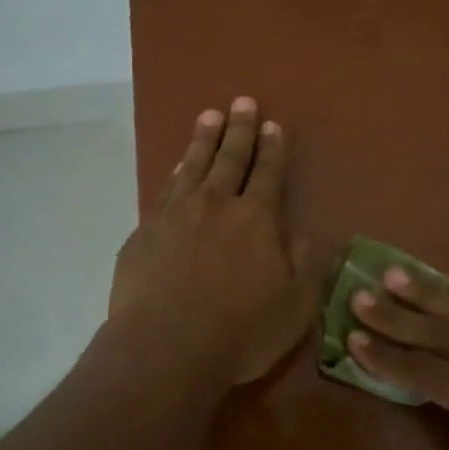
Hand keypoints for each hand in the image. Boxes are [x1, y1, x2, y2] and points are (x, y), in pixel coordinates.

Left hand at [109, 97, 317, 388]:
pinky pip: (165, 189)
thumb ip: (303, 262)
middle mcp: (216, 204)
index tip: (274, 125)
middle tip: (243, 102)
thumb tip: (300, 230)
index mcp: (256, 219)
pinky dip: (175, 172)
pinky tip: (178, 165)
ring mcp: (176, 214)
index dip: (273, 148)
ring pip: (193, 165)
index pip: (268, 173)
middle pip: (230, 158)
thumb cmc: (239, 331)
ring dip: (204, 139)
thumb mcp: (294, 304)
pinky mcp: (145, 231)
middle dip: (240, 129)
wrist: (164, 347)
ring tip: (210, 116)